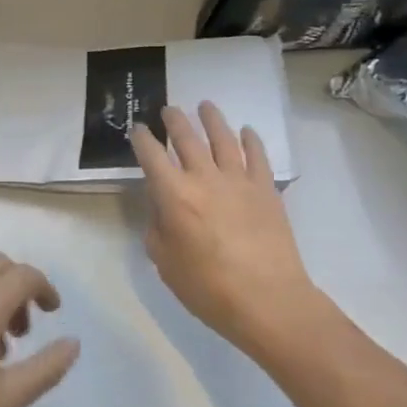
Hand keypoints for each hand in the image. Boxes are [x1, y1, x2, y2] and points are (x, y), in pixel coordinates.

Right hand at [131, 102, 317, 356]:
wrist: (268, 300)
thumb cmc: (209, 288)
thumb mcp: (166, 263)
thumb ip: (158, 229)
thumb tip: (162, 208)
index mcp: (174, 195)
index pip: (151, 155)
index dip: (142, 139)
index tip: (139, 129)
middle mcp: (204, 177)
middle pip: (186, 137)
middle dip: (174, 120)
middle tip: (168, 110)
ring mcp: (238, 179)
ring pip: (223, 138)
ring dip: (212, 119)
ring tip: (205, 106)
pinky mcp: (265, 188)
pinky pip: (257, 155)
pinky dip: (250, 140)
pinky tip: (246, 131)